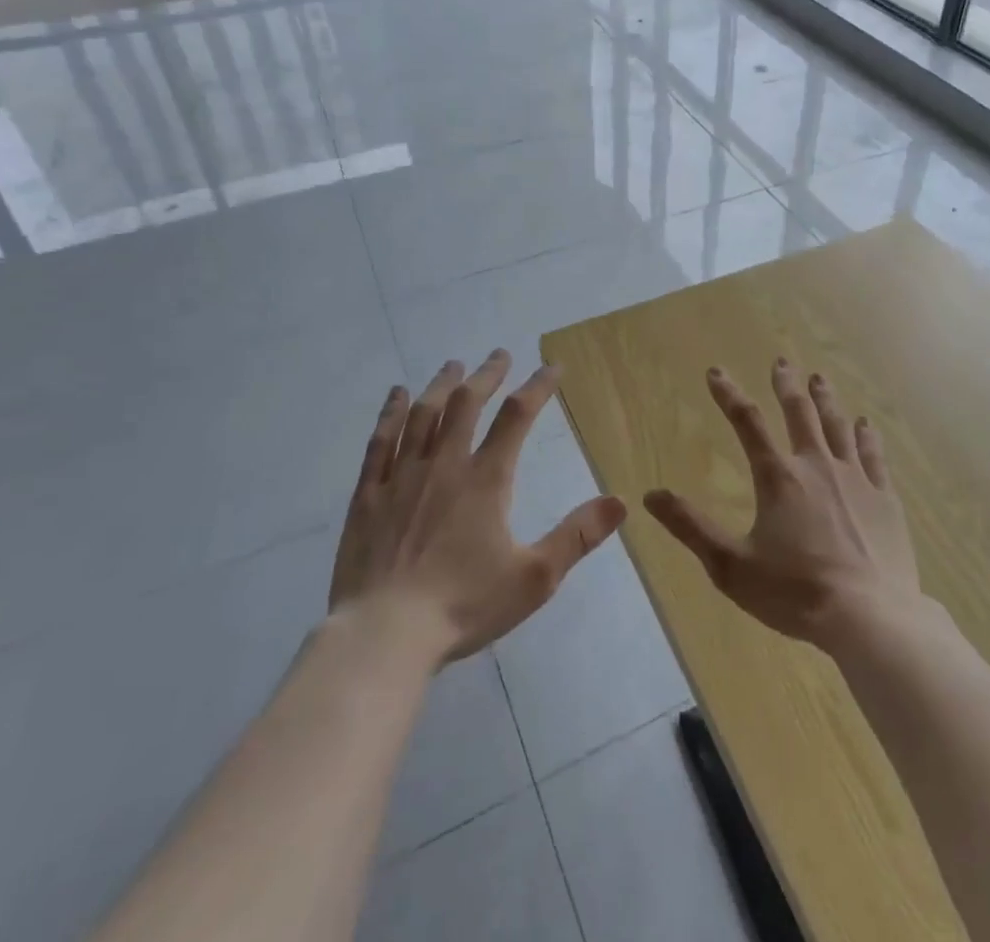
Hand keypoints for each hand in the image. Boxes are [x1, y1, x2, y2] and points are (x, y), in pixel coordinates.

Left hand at [328, 351, 625, 664]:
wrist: (384, 634)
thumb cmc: (463, 605)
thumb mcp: (534, 577)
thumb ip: (577, 536)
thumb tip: (620, 501)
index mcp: (486, 479)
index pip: (517, 416)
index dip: (538, 386)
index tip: (552, 367)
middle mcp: (444, 464)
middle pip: (467, 403)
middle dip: (487, 375)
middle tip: (499, 354)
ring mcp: (402, 476)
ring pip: (424, 414)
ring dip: (442, 384)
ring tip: (454, 365)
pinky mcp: (369, 494)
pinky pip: (380, 441)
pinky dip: (391, 412)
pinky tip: (397, 396)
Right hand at [644, 358, 920, 654]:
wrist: (870, 618)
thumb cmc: (795, 593)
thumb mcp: (730, 566)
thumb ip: (690, 527)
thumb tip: (650, 495)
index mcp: (778, 478)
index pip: (747, 423)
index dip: (729, 395)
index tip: (716, 372)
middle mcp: (817, 466)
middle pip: (800, 413)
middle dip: (787, 385)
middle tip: (782, 361)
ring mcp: (855, 479)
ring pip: (838, 426)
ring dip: (826, 400)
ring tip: (819, 378)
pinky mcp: (885, 499)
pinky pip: (874, 456)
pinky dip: (867, 436)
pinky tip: (866, 424)